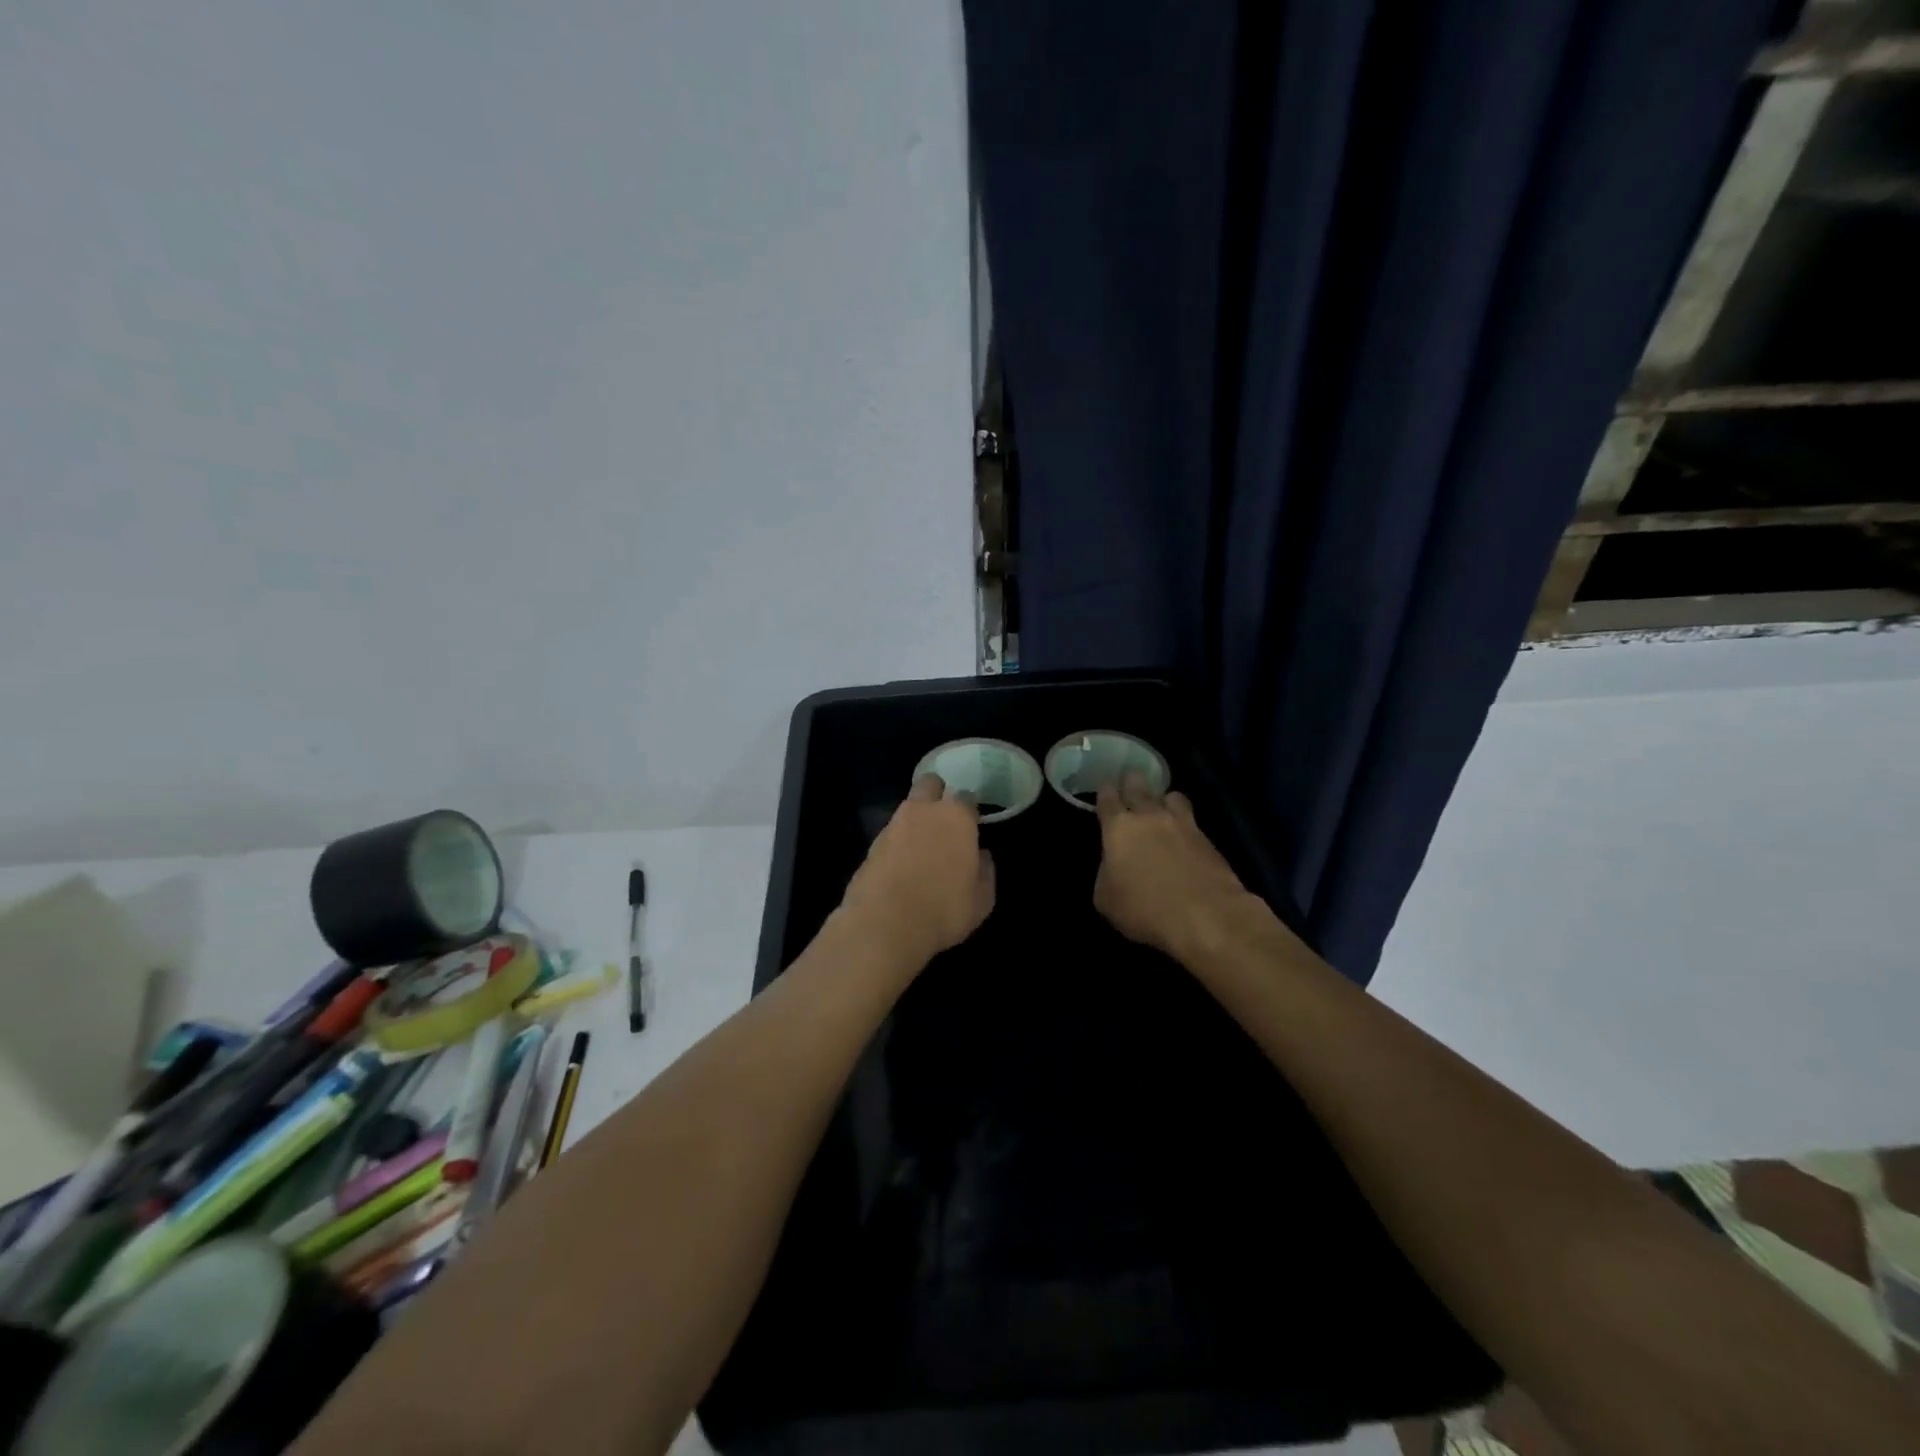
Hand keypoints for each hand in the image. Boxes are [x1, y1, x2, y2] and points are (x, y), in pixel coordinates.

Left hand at [838, 773, 995, 966]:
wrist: (884, 925)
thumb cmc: (944, 910)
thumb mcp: (981, 900)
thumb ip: (985, 872)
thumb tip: (982, 856)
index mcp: (955, 816)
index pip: (966, 797)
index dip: (970, 810)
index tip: (972, 824)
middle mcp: (923, 811)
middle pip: (930, 783)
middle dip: (938, 793)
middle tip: (944, 817)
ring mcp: (893, 824)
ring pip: (907, 807)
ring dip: (916, 817)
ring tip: (923, 844)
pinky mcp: (872, 844)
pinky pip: (891, 832)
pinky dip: (898, 841)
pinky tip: (903, 863)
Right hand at [1094, 773, 1253, 957]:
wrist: (1206, 917)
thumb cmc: (1145, 909)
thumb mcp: (1106, 899)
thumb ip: (1105, 873)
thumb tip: (1113, 865)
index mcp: (1119, 828)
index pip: (1108, 798)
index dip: (1105, 792)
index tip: (1105, 790)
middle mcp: (1150, 816)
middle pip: (1139, 785)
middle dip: (1132, 781)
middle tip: (1130, 781)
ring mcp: (1183, 824)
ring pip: (1172, 795)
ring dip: (1164, 799)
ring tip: (1162, 808)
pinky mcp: (1208, 839)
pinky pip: (1192, 821)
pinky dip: (1184, 824)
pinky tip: (1183, 837)